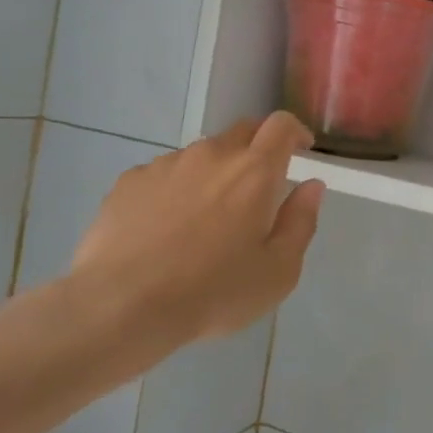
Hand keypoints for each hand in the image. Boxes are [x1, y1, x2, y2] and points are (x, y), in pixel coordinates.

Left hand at [71, 112, 325, 374]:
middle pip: (242, 132)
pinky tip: (166, 228)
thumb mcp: (278, 271)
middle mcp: (211, 155)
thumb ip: (301, 222)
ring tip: (206, 217)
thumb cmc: (212, 292)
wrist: (121, 307)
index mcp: (254, 172)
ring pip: (201, 155)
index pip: (281, 125)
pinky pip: (164, 174)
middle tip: (258, 189)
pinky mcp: (129, 181)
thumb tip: (312, 187)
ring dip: (214, 172)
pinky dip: (176, 189)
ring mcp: (166, 165)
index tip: (301, 149)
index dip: (295, 131)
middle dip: (257, 149)